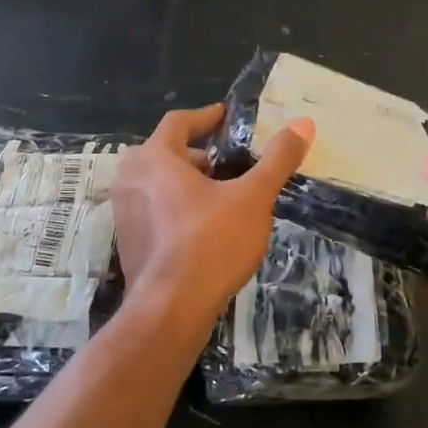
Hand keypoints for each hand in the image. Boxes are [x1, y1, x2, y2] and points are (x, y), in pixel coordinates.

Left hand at [111, 104, 314, 344]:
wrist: (171, 310)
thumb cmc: (211, 242)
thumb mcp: (252, 197)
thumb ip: (277, 159)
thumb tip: (303, 123)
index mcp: (154, 157)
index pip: (179, 122)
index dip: (207, 117)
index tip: (228, 117)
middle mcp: (130, 179)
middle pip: (168, 152)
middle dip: (201, 155)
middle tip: (232, 164)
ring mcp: (124, 213)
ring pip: (160, 183)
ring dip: (189, 183)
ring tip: (225, 197)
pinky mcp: (128, 242)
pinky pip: (155, 210)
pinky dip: (178, 208)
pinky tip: (207, 228)